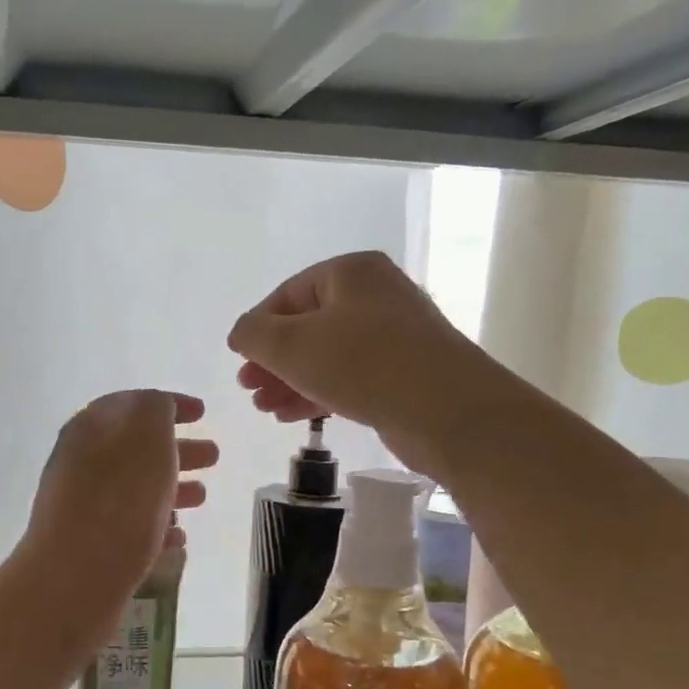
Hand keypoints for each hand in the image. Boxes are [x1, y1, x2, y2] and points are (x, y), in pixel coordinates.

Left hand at [24, 391, 215, 596]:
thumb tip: (158, 408)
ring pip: (135, 488)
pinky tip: (179, 537)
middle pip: (137, 448)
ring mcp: (83, 506)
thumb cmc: (119, 501)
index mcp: (92, 428)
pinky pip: (130, 526)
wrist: (74, 578)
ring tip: (203, 497)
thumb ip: (155, 410)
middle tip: (214, 456)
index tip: (203, 412)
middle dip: (177, 448)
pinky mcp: (90, 546)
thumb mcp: (146, 436)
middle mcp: (82, 463)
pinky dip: (157, 525)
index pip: (133, 404)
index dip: (169, 404)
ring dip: (172, 487)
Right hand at [228, 251, 460, 453]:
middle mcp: (375, 296)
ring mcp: (393, 336)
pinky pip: (349, 377)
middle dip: (273, 360)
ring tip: (265, 408)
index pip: (288, 294)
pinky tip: (294, 416)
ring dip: (290, 381)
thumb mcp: (291, 345)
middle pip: (307, 326)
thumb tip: (243, 333)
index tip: (239, 360)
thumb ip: (254, 334)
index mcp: (351, 273)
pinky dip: (318, 392)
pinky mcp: (403, 373)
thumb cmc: (363, 364)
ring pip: (326, 355)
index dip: (257, 328)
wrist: (448, 410)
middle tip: (249, 388)